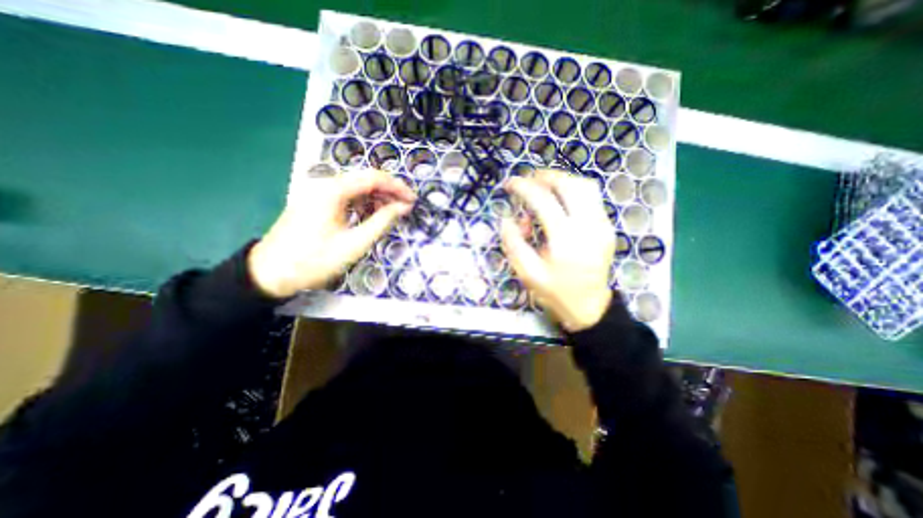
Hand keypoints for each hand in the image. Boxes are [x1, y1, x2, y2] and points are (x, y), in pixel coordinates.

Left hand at [249, 167, 413, 298]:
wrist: (270, 273)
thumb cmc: (315, 260)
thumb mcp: (355, 243)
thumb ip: (382, 221)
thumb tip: (403, 207)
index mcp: (333, 191)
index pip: (373, 178)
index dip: (397, 187)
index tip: (413, 200)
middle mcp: (325, 184)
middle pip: (365, 179)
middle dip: (389, 192)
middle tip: (406, 207)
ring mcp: (318, 192)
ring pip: (356, 187)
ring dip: (377, 198)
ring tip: (393, 213)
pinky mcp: (316, 201)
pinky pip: (346, 196)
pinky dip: (363, 203)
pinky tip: (372, 215)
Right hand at [503, 169, 614, 331]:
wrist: (589, 307)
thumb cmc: (555, 292)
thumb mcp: (528, 273)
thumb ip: (514, 244)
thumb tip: (507, 220)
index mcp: (565, 239)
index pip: (543, 200)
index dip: (524, 187)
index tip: (511, 183)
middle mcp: (588, 226)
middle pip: (570, 185)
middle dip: (546, 176)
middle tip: (529, 180)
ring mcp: (602, 225)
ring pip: (585, 187)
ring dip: (562, 181)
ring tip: (544, 187)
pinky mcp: (606, 227)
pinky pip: (591, 198)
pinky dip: (573, 192)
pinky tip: (559, 202)